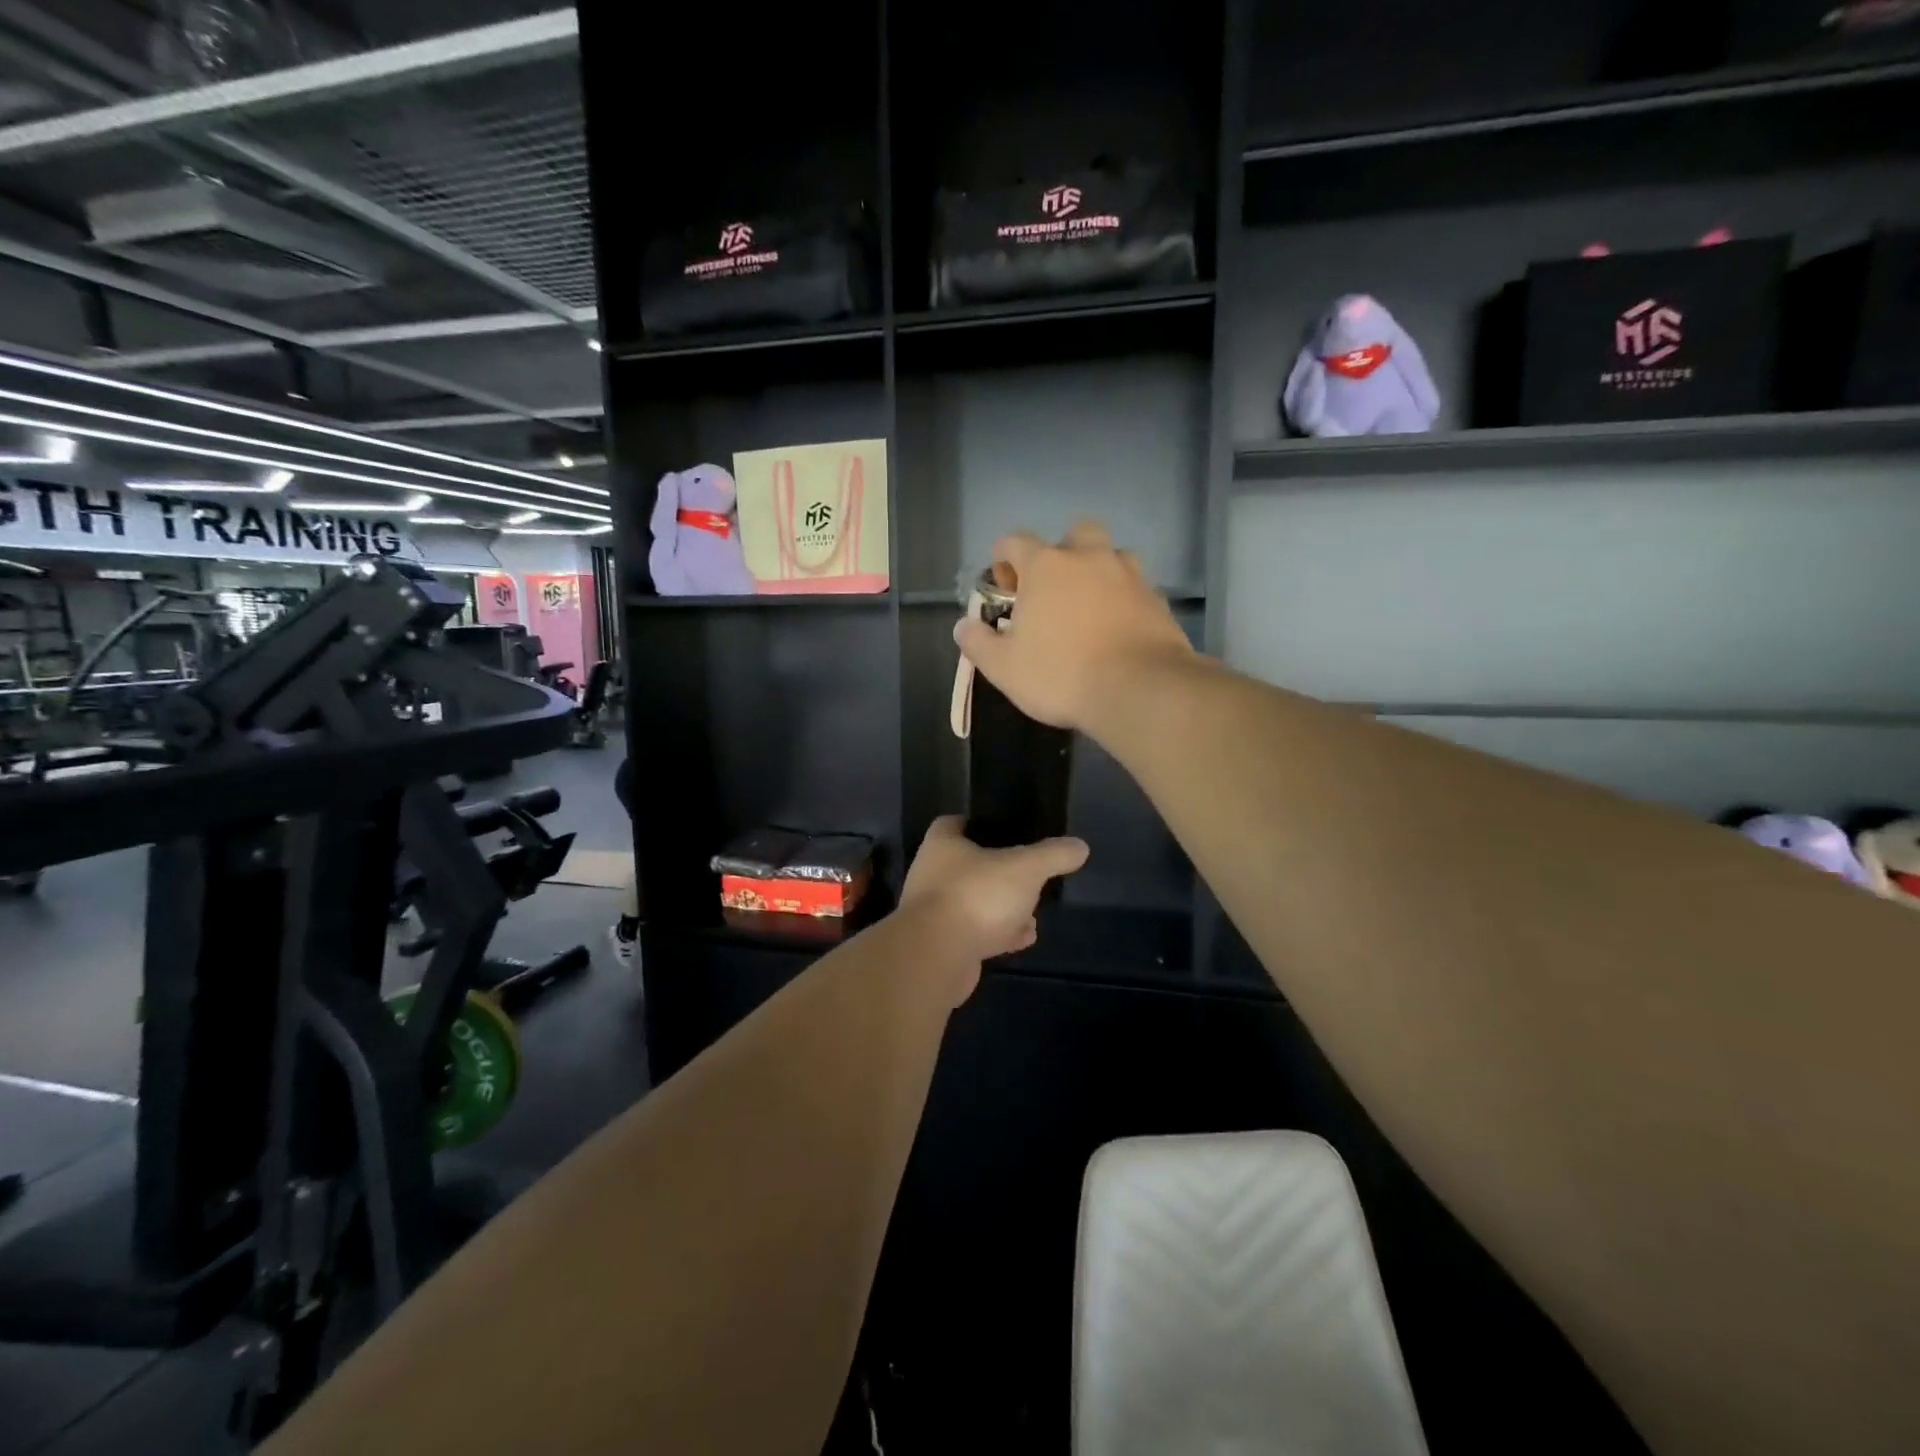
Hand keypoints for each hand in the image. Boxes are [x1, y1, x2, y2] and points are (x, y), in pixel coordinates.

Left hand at [899, 817, 1088, 985]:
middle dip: (999, 874)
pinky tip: (1022, 940)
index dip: (978, 824)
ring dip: (1002, 909)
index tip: (1006, 831)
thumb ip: (1053, 855)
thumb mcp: (1025, 868)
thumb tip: (1080, 846)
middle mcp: (931, 874)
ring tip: (1032, 915)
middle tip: (1028, 878)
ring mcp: (933, 912)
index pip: (954, 823)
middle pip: (968, 866)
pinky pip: (973, 933)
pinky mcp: (940, 945)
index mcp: (942, 844)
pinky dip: (997, 935)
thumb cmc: (976, 896)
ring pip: (973, 902)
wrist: (937, 957)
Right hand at [954, 520, 1193, 736]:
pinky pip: (1135, 588)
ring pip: (1112, 556)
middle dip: (1061, 555)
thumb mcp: (1004, 668)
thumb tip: (964, 626)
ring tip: (1090, 610)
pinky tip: (1118, 630)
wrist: (1139, 690)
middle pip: (1074, 534)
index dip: (1004, 562)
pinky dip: (1124, 600)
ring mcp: (1129, 575)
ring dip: (1098, 573)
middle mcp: (1089, 558)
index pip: (1015, 541)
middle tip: (1054, 593)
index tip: (1006, 593)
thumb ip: (978, 643)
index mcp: (1046, 566)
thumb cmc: (1062, 675)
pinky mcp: (1158, 599)